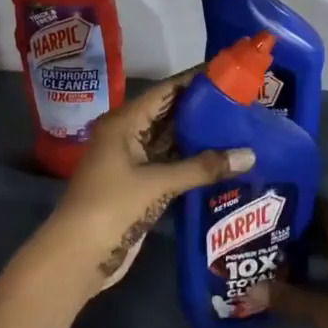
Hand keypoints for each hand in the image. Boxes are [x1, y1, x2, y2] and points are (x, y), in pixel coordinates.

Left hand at [36, 69, 255, 297]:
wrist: (77, 256)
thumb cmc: (111, 207)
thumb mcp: (157, 183)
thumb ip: (203, 167)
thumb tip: (250, 155)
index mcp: (124, 122)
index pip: (165, 91)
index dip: (194, 79)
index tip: (227, 71)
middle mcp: (127, 136)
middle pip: (169, 114)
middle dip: (202, 108)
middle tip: (242, 100)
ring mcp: (132, 162)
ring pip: (171, 141)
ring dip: (199, 136)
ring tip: (239, 125)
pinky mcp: (140, 186)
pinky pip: (170, 164)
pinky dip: (193, 161)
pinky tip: (222, 159)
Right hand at [271, 201, 327, 327]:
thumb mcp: (322, 314)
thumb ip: (288, 299)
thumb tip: (249, 290)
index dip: (310, 203)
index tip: (282, 200)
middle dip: (305, 229)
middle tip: (272, 228)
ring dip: (313, 252)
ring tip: (280, 252)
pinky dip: (322, 272)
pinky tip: (302, 283)